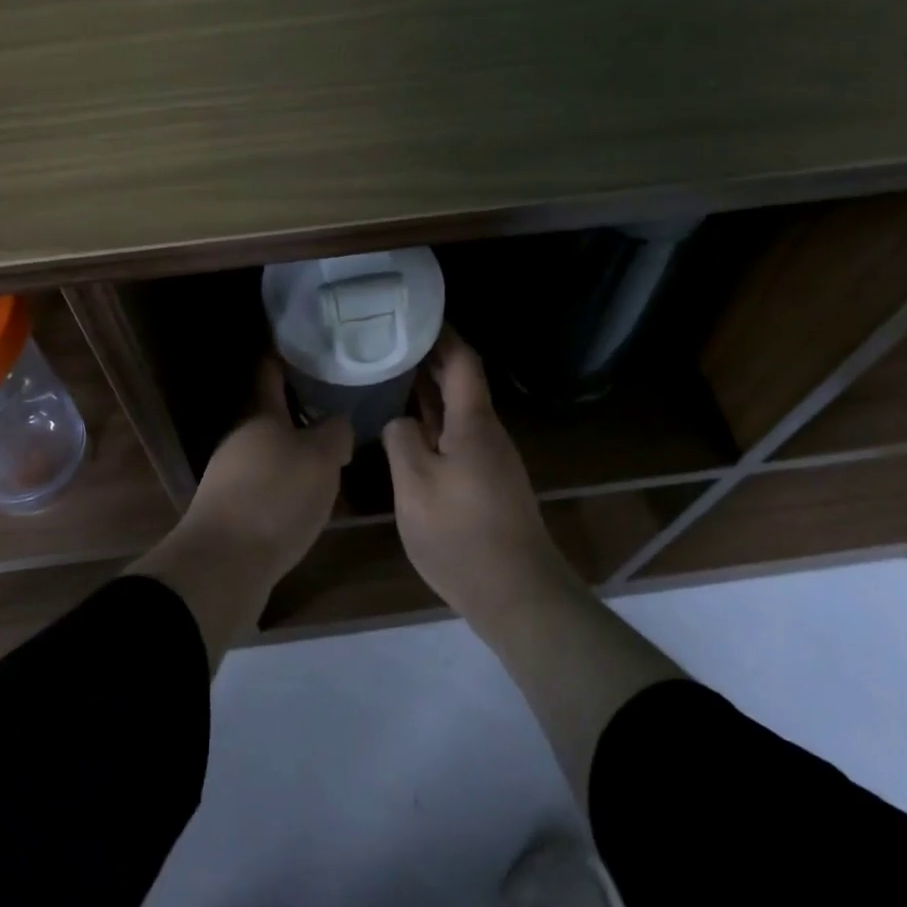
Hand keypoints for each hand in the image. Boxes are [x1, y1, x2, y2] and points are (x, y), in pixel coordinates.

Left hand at [184, 358, 353, 582]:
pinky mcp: (229, 511)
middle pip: (273, 419)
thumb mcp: (321, 459)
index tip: (304, 346)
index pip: (271, 374)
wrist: (224, 564)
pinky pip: (265, 487)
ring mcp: (229, 476)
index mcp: (261, 417)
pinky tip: (307, 503)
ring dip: (296, 455)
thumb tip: (337, 423)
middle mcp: (240, 440)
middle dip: (303, 416)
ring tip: (331, 463)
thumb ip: (335, 434)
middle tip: (337, 415)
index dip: (285, 358)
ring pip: (270, 455)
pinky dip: (286, 488)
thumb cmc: (276, 497)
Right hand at [383, 331, 574, 624]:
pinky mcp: (486, 482)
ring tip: (392, 375)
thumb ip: (402, 441)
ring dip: (429, 391)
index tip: (416, 315)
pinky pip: (456, 436)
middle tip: (391, 341)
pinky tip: (409, 428)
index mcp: (473, 422)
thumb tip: (399, 421)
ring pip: (457, 411)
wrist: (516, 591)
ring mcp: (489, 459)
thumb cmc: (461, 532)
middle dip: (430, 358)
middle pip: (460, 382)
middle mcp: (486, 432)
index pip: (462, 361)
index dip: (443, 334)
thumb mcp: (415, 484)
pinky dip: (433, 421)